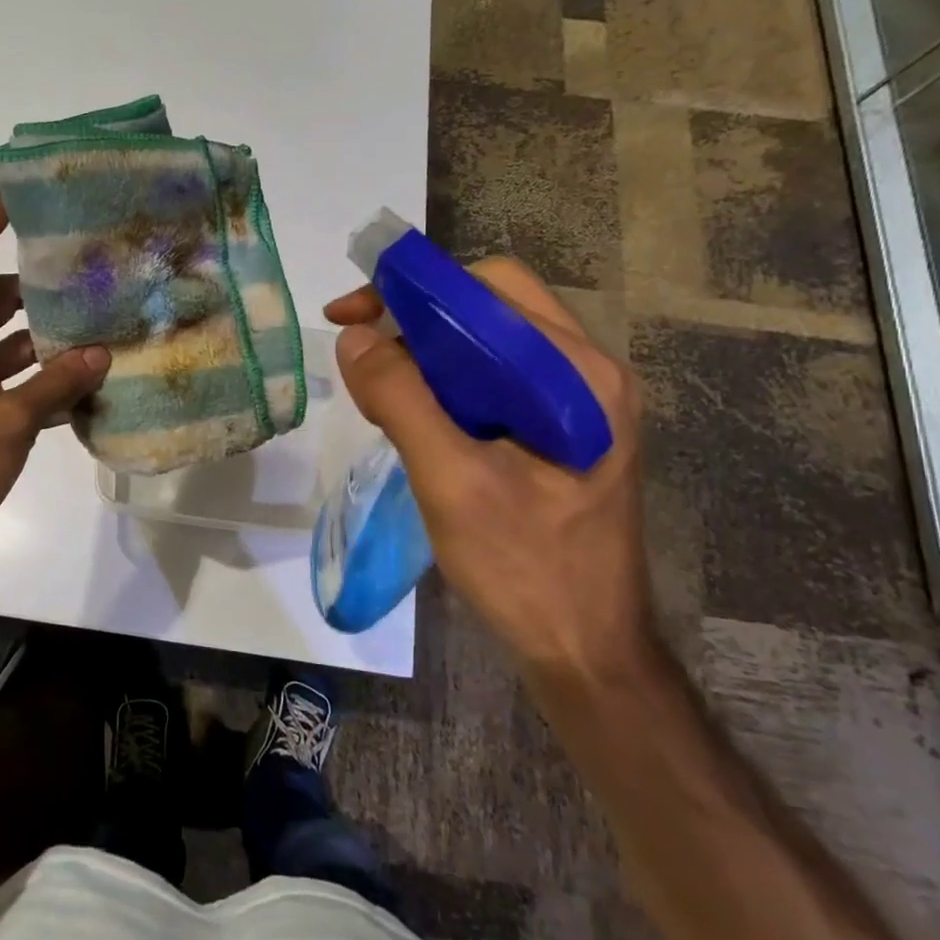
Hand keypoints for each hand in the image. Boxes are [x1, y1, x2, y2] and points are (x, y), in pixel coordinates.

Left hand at [0, 195, 109, 578]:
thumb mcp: (6, 425)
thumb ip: (55, 385)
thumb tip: (101, 353)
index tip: (24, 196)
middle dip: (35, 284)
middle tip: (86, 272)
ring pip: (6, 342)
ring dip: (44, 338)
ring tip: (98, 330)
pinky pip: (10, 382)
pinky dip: (40, 380)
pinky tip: (83, 389)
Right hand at [325, 259, 650, 681]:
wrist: (584, 651)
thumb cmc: (526, 570)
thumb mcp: (453, 483)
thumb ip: (403, 401)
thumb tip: (354, 338)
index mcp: (579, 375)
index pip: (491, 288)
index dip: (415, 288)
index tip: (352, 314)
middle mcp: (586, 373)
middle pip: (489, 307)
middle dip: (416, 317)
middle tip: (359, 347)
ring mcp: (577, 402)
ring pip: (487, 341)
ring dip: (425, 350)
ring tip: (378, 385)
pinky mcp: (559, 429)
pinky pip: (492, 377)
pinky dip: (443, 380)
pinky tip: (413, 413)